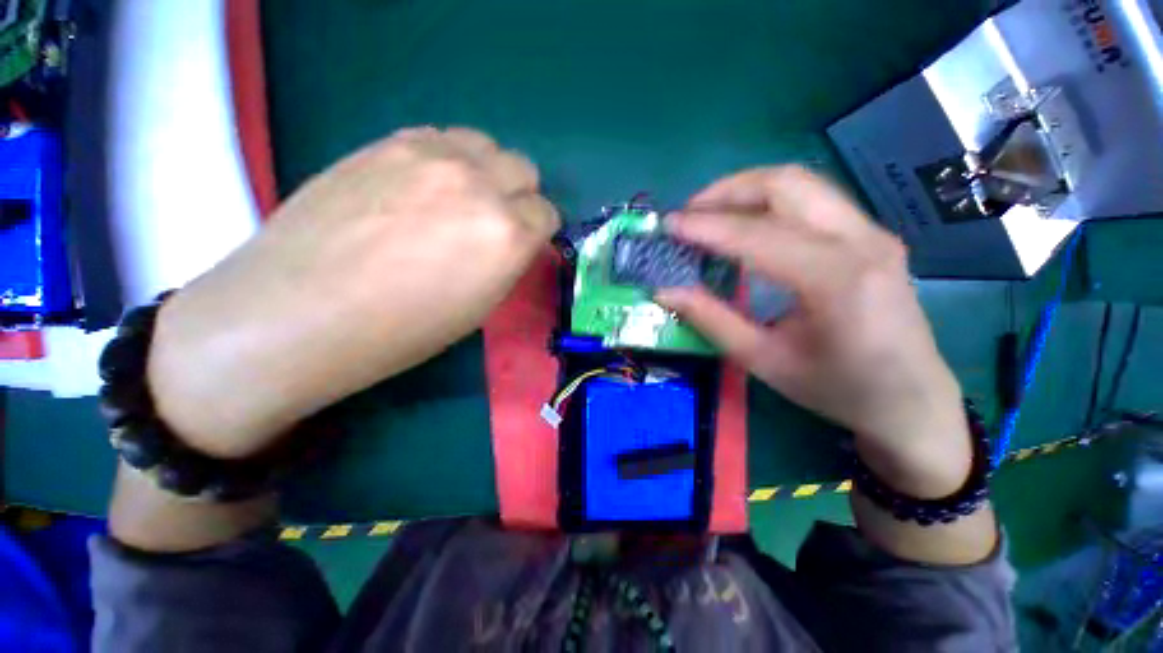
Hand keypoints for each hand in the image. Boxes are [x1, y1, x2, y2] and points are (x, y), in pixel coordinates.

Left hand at [147, 127, 558, 457]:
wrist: (300, 311)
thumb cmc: (403, 330)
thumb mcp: (479, 307)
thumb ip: (507, 262)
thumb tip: (514, 241)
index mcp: (508, 236)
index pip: (546, 214)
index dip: (538, 231)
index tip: (523, 243)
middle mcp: (480, 186)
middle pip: (523, 169)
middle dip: (518, 196)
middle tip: (494, 220)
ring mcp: (431, 155)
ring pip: (485, 144)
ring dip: (485, 171)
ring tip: (460, 198)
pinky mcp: (388, 141)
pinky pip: (441, 137)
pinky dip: (448, 158)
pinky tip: (423, 185)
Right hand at [656, 166, 970, 497]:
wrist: (910, 400)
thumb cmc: (836, 388)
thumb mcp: (763, 360)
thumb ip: (711, 319)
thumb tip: (665, 292)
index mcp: (836, 280)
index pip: (756, 235)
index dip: (705, 227)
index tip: (668, 225)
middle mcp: (861, 241)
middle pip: (785, 184)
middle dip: (726, 191)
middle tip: (688, 213)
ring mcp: (872, 232)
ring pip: (801, 183)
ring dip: (747, 190)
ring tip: (709, 214)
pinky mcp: (870, 235)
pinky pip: (813, 199)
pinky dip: (769, 202)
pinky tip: (745, 224)